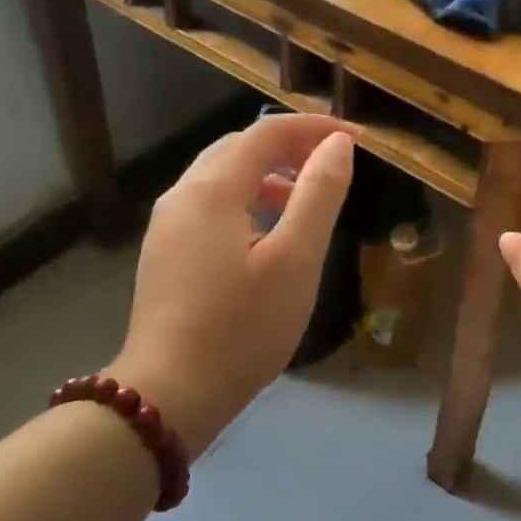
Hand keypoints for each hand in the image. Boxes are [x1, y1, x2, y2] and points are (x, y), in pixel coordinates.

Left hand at [109, 114, 354, 449]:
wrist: (171, 392)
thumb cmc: (242, 327)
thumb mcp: (295, 260)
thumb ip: (318, 196)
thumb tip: (337, 145)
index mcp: (212, 189)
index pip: (266, 133)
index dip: (313, 129)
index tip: (356, 139)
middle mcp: (181, 195)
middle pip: (237, 149)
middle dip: (287, 147)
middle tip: (332, 163)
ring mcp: (167, 227)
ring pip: (220, 179)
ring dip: (265, 176)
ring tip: (305, 198)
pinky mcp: (165, 255)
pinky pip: (209, 207)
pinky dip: (244, 202)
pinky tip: (266, 235)